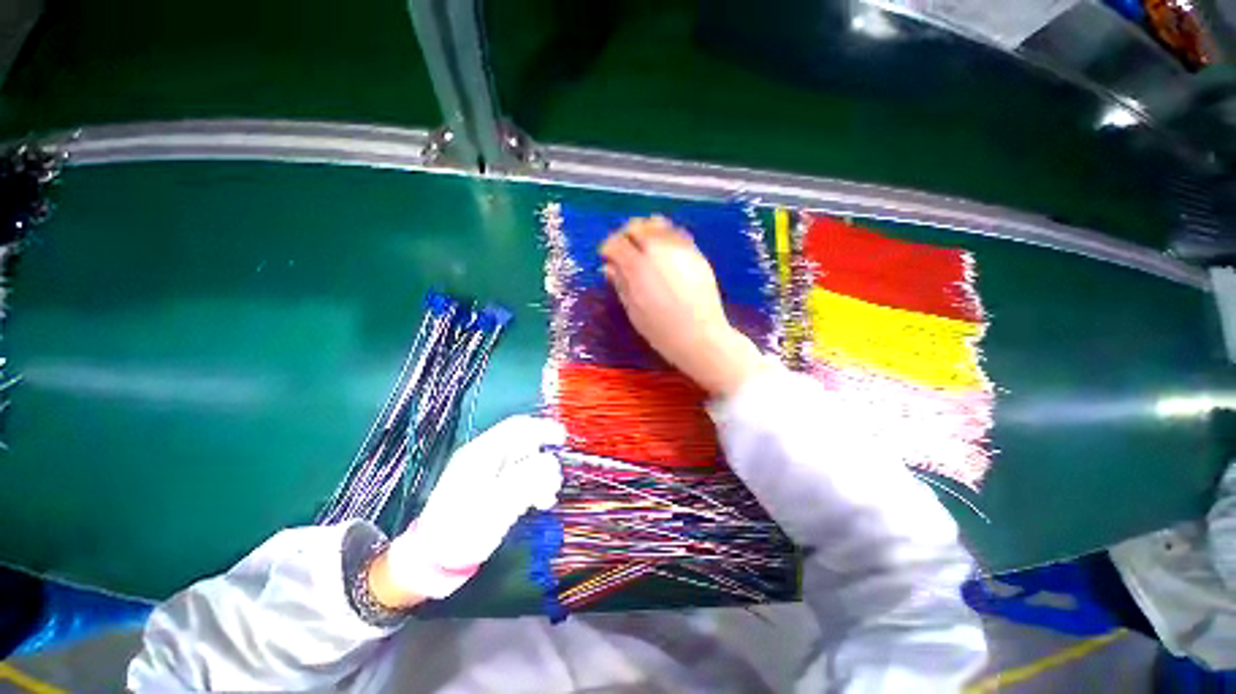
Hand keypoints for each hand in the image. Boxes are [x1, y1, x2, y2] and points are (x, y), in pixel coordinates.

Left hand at [374, 416, 565, 603]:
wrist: (433, 560)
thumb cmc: (463, 530)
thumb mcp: (497, 503)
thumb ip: (527, 478)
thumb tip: (551, 461)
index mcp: (482, 453)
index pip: (517, 427)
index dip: (543, 428)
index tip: (562, 440)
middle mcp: (486, 457)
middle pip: (524, 445)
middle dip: (544, 460)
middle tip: (554, 484)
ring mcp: (489, 473)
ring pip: (525, 462)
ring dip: (541, 476)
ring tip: (547, 499)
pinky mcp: (493, 488)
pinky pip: (520, 478)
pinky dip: (533, 486)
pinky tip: (539, 502)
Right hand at [600, 216, 764, 397]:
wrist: (699, 335)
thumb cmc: (660, 329)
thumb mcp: (633, 309)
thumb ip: (620, 284)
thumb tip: (609, 268)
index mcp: (637, 266)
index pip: (615, 244)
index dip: (607, 248)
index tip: (606, 257)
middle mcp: (657, 250)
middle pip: (635, 227)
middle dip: (625, 236)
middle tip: (623, 250)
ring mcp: (679, 248)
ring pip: (657, 224)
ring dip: (645, 230)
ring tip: (643, 245)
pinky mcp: (696, 253)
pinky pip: (677, 232)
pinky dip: (665, 234)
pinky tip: (663, 248)